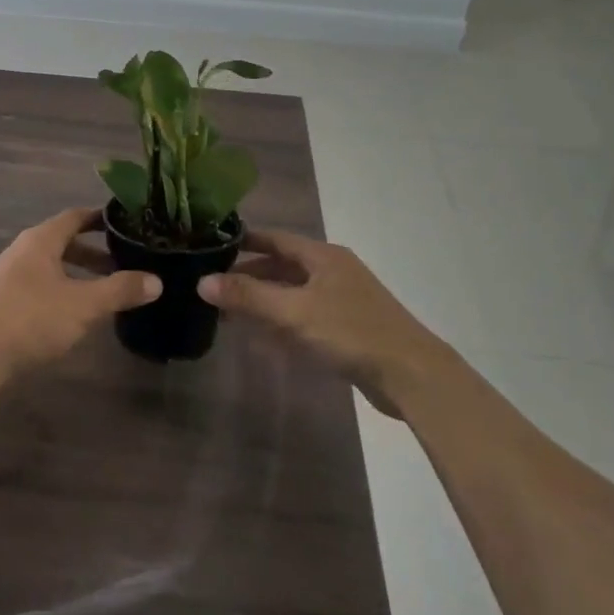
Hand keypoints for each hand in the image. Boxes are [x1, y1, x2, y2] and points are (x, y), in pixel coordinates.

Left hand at [0, 208, 159, 385]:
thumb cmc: (31, 318)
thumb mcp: (83, 304)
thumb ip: (119, 290)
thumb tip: (156, 280)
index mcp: (42, 240)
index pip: (75, 217)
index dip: (100, 218)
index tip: (125, 223)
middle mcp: (23, 250)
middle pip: (64, 242)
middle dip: (94, 253)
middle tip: (123, 263)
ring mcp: (9, 276)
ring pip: (52, 267)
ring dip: (78, 275)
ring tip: (104, 292)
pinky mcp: (2, 302)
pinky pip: (40, 286)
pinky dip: (62, 292)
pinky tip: (74, 315)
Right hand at [198, 230, 440, 416]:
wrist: (412, 376)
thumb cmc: (351, 332)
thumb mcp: (294, 312)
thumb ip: (248, 297)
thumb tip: (202, 281)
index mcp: (322, 256)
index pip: (275, 238)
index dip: (244, 240)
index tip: (212, 245)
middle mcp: (332, 271)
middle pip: (282, 266)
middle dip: (249, 275)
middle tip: (213, 286)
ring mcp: (342, 301)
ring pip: (293, 293)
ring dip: (264, 301)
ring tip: (229, 312)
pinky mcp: (348, 329)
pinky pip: (305, 317)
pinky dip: (282, 322)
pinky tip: (263, 338)